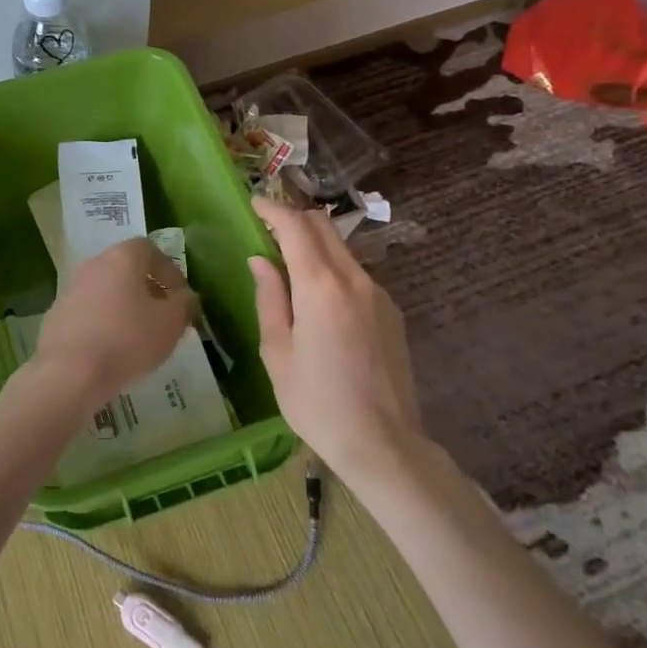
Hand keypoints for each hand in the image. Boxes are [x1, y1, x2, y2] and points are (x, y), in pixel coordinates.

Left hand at [28, 237, 194, 411]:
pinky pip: (88, 313)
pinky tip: (111, 350)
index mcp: (121, 257)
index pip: (149, 249)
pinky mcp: (56, 316)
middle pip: (125, 269)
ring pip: (105, 291)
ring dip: (123, 307)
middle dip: (146, 289)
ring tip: (138, 336)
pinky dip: (103, 323)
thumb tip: (185, 297)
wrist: (69, 372)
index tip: (180, 296)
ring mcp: (70, 289)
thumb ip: (184, 305)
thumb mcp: (170, 324)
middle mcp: (93, 264)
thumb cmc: (127, 340)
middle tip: (162, 316)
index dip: (168, 270)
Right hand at [249, 196, 421, 482]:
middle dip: (295, 218)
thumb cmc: (316, 401)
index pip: (295, 227)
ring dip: (315, 244)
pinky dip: (332, 269)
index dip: (273, 209)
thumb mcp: (277, 352)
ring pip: (342, 250)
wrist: (383, 444)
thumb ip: (269, 298)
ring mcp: (379, 294)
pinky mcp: (392, 313)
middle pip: (324, 227)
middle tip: (268, 227)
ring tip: (289, 264)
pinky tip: (319, 299)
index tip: (254, 203)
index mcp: (321, 286)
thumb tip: (261, 261)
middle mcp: (354, 279)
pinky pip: (356, 276)